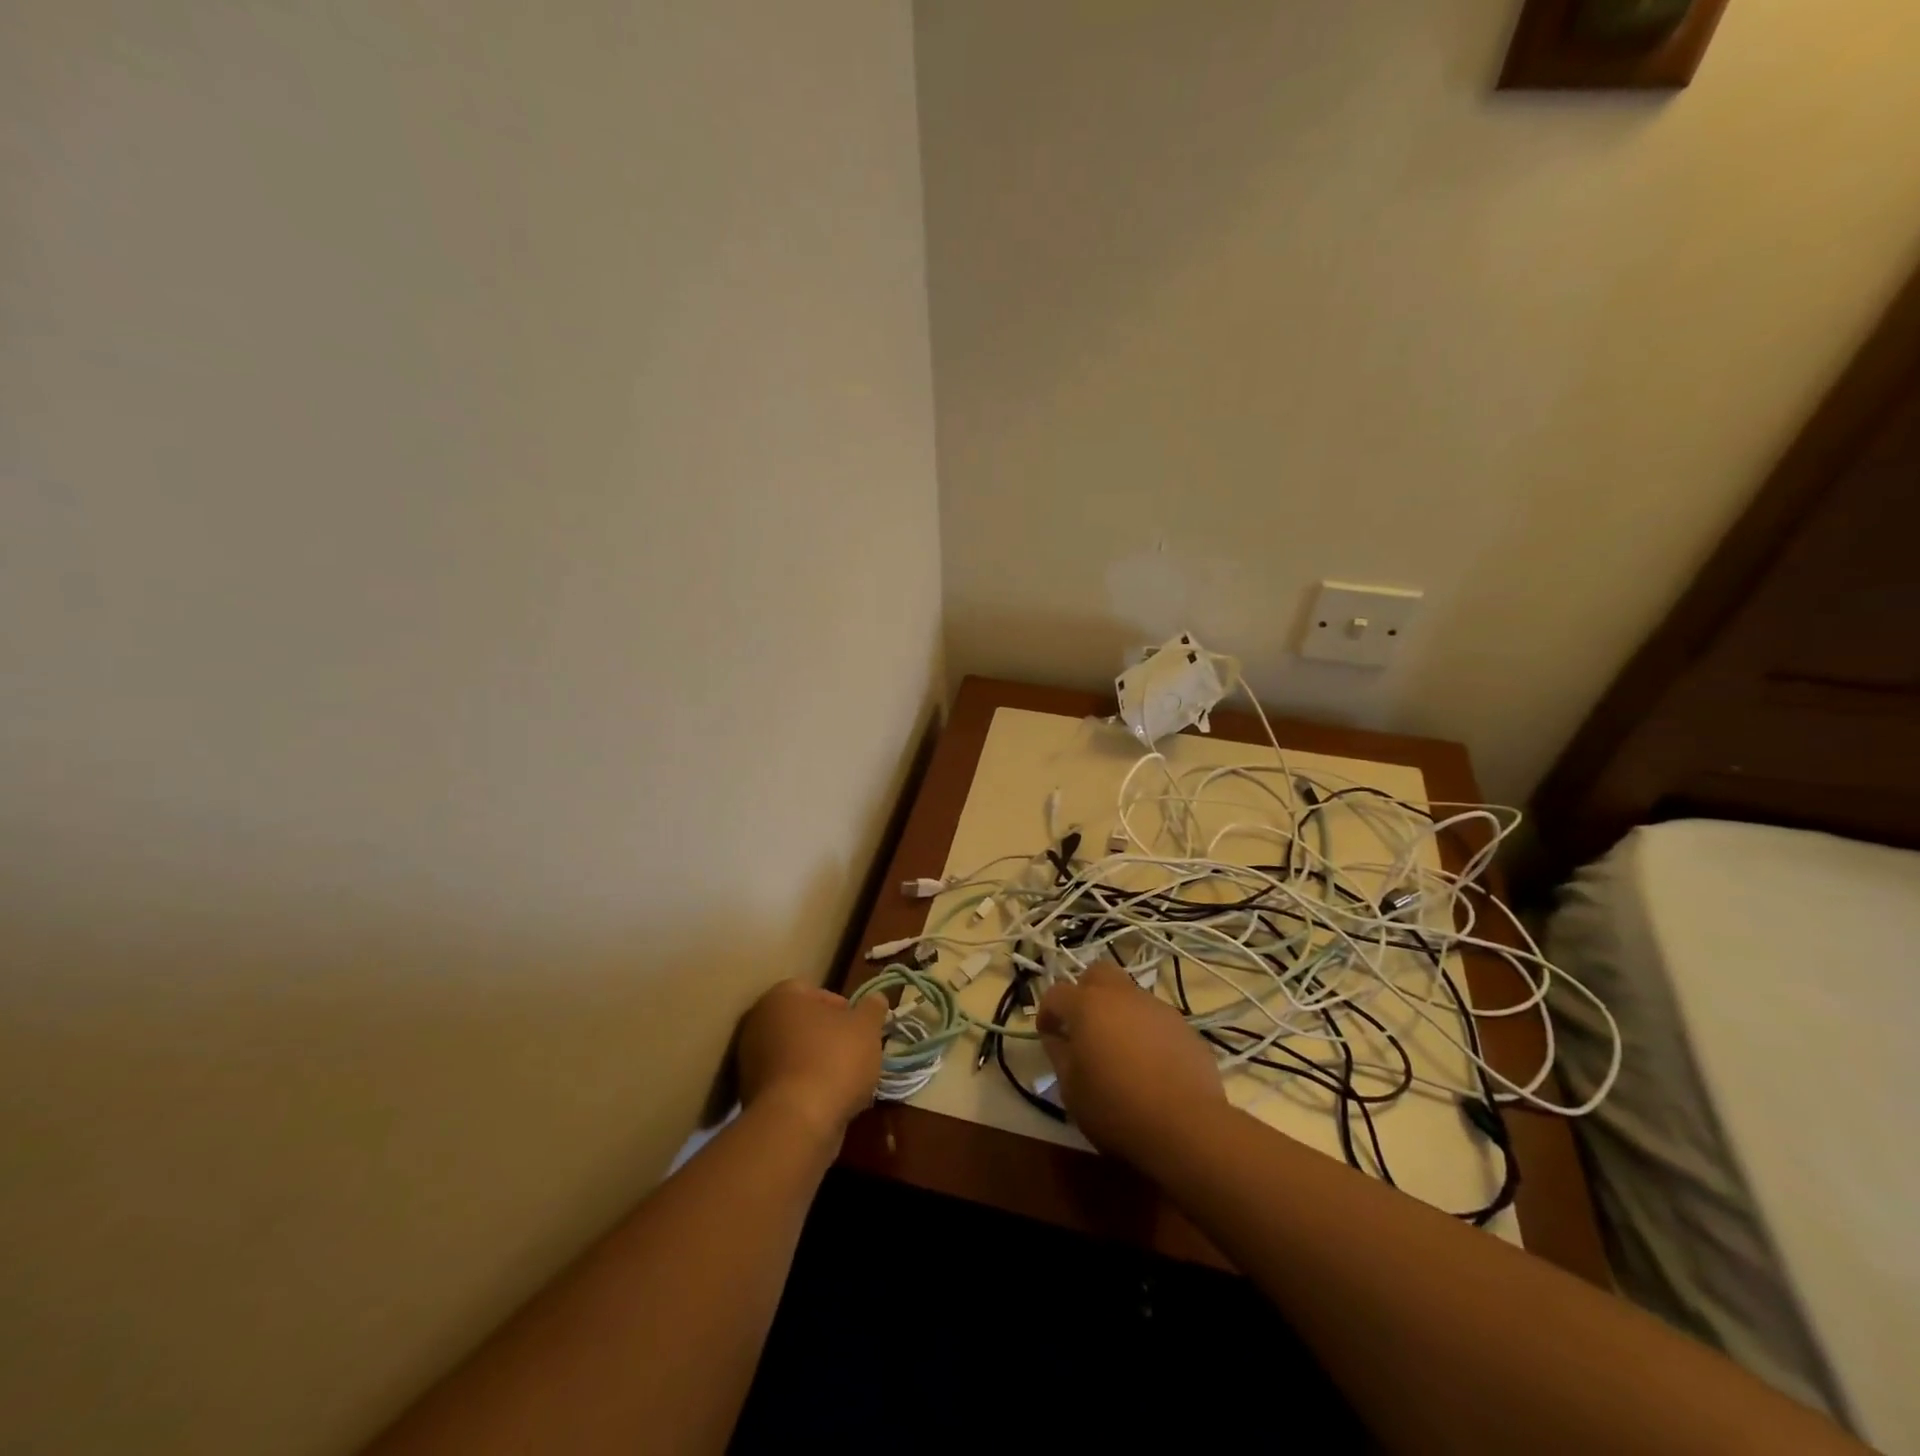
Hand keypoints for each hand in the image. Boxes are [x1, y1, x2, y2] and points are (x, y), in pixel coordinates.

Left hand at [736, 980, 886, 1142]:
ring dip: (819, 1064)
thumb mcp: (866, 1027)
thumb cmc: (834, 1060)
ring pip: (795, 1055)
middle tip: (855, 1051)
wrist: (797, 1123)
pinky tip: (829, 1102)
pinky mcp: (751, 1097)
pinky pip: (787, 1083)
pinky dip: (806, 1089)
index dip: (842, 1006)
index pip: (814, 991)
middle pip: (803, 1023)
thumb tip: (877, 998)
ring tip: (847, 1081)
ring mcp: (750, 1062)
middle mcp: (758, 1024)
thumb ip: (873, 1008)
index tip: (859, 1026)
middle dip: (829, 1037)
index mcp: (781, 997)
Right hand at [1037, 962, 1224, 1160]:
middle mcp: (1122, 995)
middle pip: (1097, 974)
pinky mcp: (1184, 1026)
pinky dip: (1145, 1031)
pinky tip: (1149, 1063)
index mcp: (1087, 1005)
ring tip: (1119, 1049)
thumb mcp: (1071, 1089)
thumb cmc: (1116, 1108)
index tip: (1047, 1035)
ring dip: (1118, 1012)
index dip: (1047, 1012)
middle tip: (1083, 1025)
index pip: (1056, 993)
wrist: (1186, 1126)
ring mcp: (1157, 1007)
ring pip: (1130, 994)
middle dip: (1085, 992)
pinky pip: (1155, 1019)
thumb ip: (1059, 1054)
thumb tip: (1057, 1037)